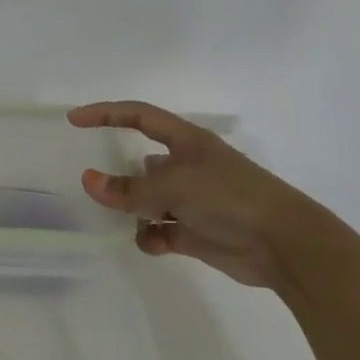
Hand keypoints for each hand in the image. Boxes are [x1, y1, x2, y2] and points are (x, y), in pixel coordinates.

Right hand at [68, 101, 317, 288]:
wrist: (285, 245)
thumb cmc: (230, 198)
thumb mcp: (174, 187)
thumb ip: (129, 189)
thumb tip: (88, 182)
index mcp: (187, 142)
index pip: (139, 117)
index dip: (106, 114)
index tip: (74, 120)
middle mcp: (188, 167)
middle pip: (141, 165)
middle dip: (121, 177)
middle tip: (96, 188)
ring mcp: (193, 200)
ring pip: (148, 200)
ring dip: (134, 211)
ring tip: (123, 220)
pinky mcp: (196, 232)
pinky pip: (161, 231)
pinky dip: (152, 237)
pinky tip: (152, 243)